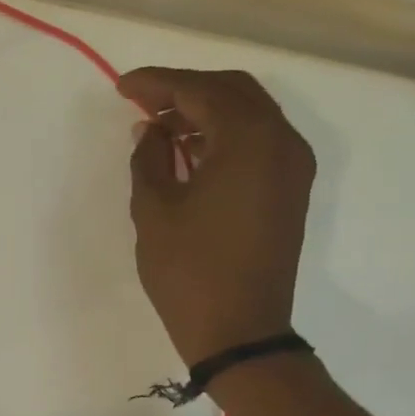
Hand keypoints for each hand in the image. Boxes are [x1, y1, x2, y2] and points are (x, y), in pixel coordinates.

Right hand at [117, 68, 315, 364]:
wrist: (240, 331)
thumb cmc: (189, 270)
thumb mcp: (154, 209)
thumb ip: (150, 158)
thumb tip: (150, 130)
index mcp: (249, 140)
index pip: (201, 91)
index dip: (157, 84)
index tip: (122, 87)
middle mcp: (282, 142)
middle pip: (233, 91)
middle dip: (184, 90)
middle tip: (141, 102)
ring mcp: (292, 167)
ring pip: (248, 114)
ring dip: (204, 111)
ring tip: (158, 127)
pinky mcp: (289, 190)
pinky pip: (257, 142)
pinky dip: (223, 135)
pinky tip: (188, 151)